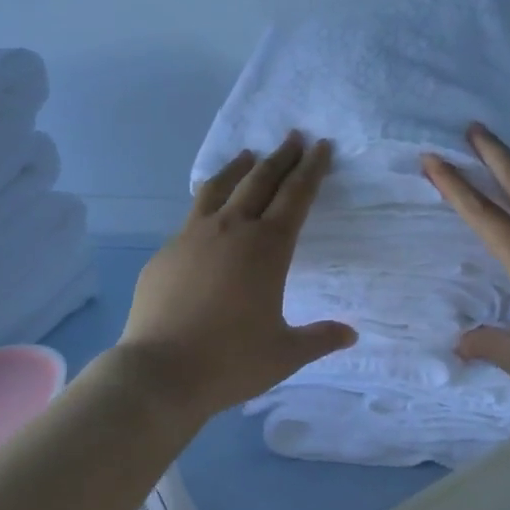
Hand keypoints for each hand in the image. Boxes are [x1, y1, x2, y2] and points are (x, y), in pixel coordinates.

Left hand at [118, 132, 355, 421]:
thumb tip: (350, 335)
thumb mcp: (285, 354)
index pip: (296, 195)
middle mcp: (232, 229)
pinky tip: (209, 210)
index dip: (312, 168)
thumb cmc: (231, 361)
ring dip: (239, 168)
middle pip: (260, 180)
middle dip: (281, 156)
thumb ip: (319, 338)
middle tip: (294, 137)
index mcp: (268, 247)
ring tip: (248, 155)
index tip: (321, 146)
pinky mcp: (166, 251)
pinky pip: (193, 215)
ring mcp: (193, 236)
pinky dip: (208, 201)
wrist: (159, 373)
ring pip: (220, 187)